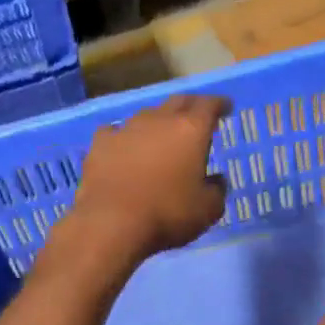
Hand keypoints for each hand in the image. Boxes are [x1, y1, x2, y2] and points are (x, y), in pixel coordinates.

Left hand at [56, 95, 228, 266]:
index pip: (209, 105)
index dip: (219, 104)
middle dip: (191, 106)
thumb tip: (215, 180)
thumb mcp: (207, 210)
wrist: (110, 222)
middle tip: (197, 116)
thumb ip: (217, 190)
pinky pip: (116, 132)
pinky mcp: (100, 143)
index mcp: (190, 130)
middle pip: (178, 102)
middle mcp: (159, 120)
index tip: (225, 107)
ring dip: (157, 122)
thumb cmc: (167, 214)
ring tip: (160, 136)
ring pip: (147, 115)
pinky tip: (123, 148)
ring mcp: (126, 128)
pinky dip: (125, 138)